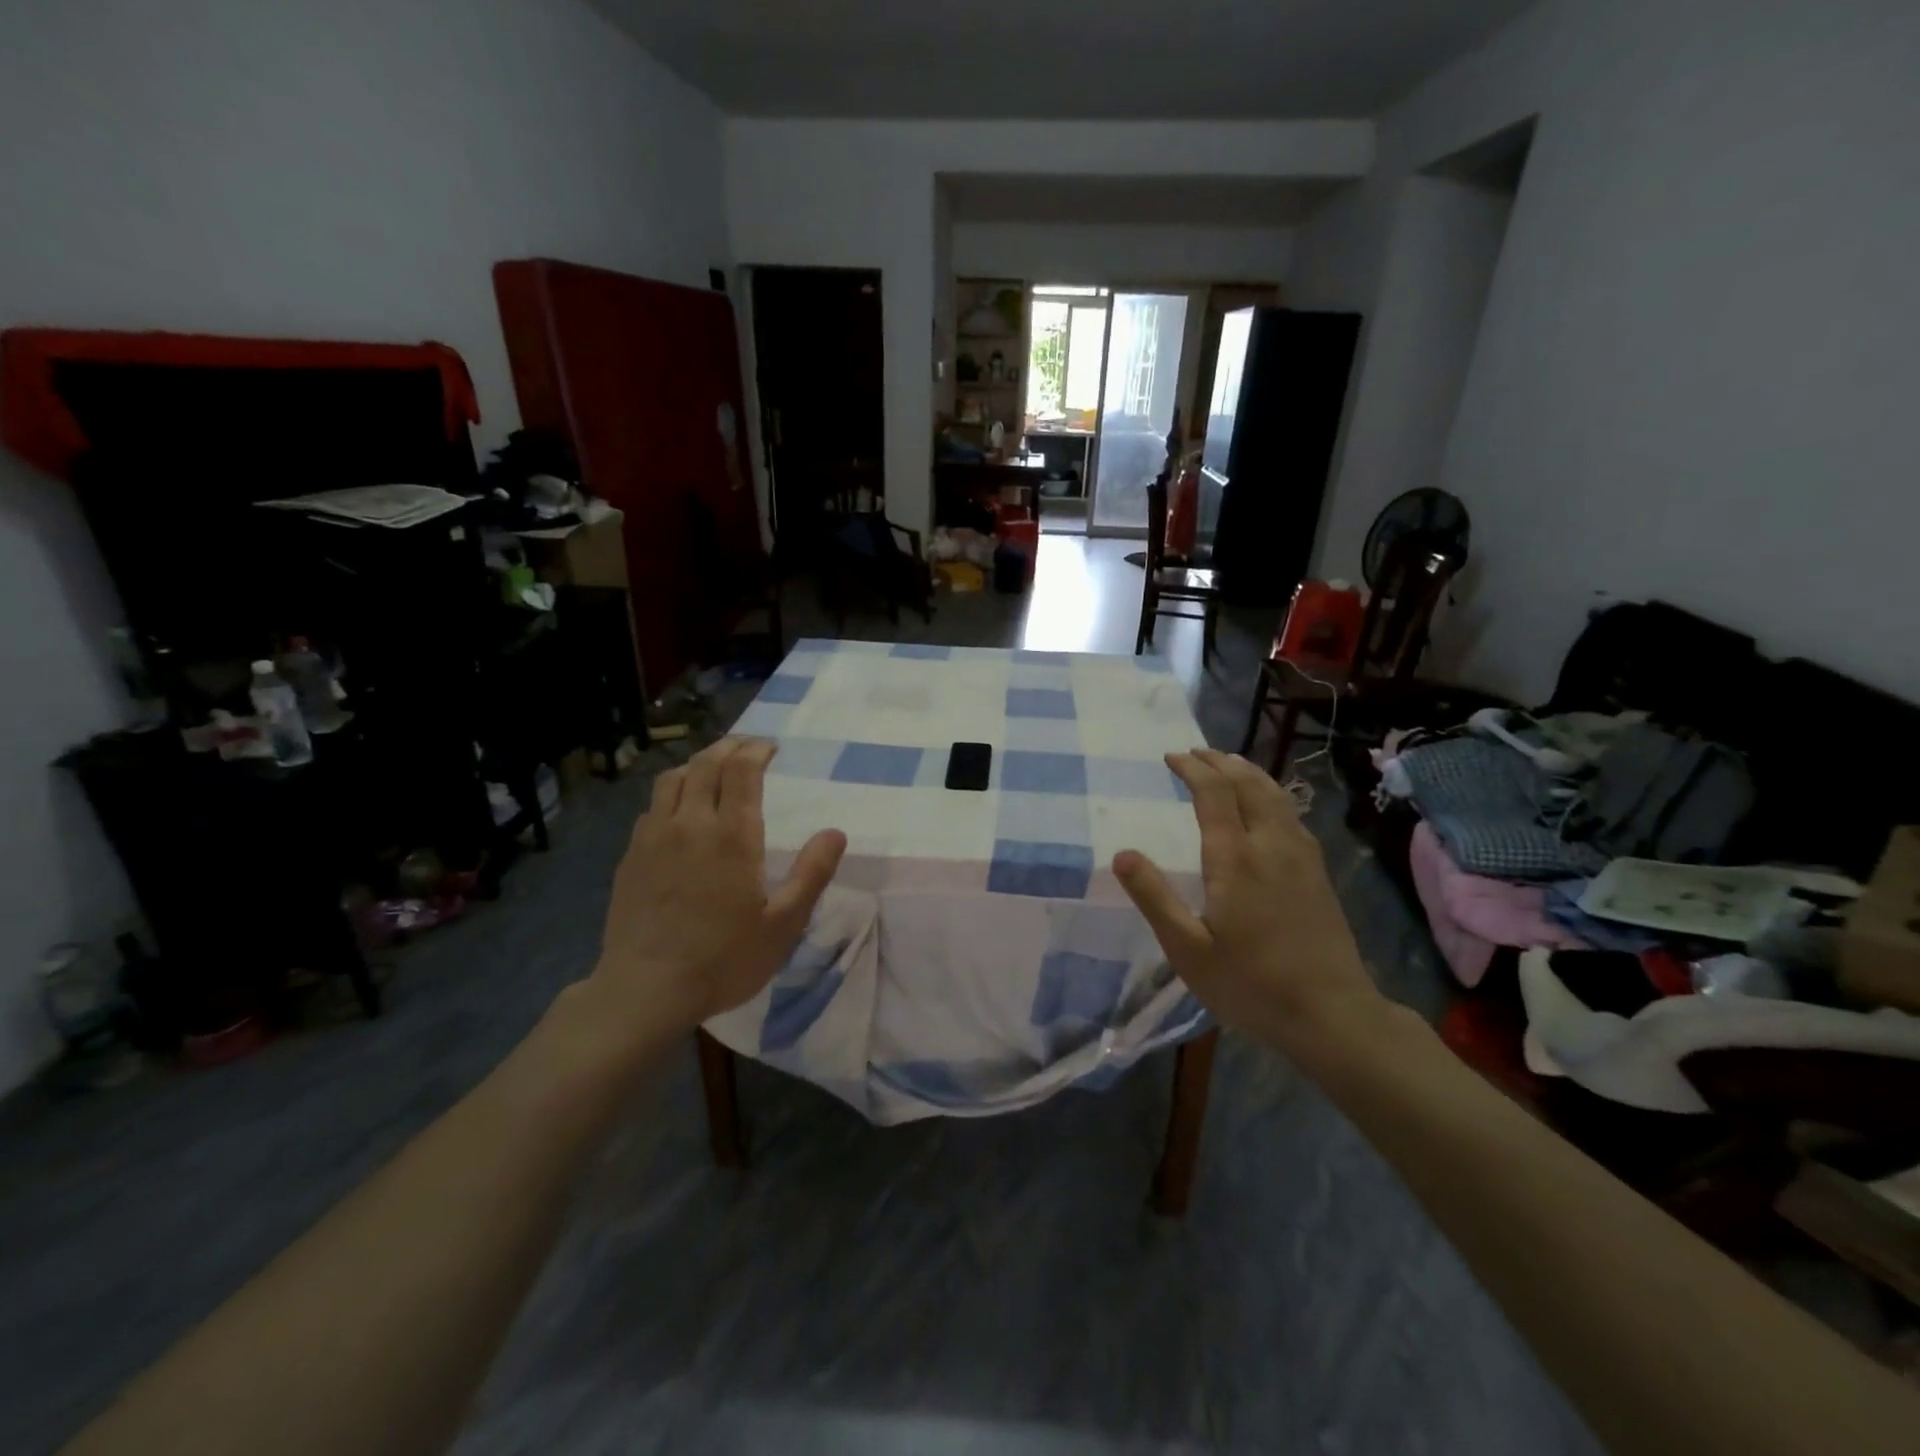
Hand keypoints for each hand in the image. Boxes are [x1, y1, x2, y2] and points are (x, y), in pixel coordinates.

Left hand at [587, 737, 846, 1036]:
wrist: (645, 990)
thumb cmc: (723, 959)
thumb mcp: (783, 924)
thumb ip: (812, 874)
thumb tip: (836, 833)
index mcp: (732, 835)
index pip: (742, 770)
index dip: (756, 750)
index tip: (770, 748)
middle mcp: (690, 823)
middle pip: (705, 764)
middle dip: (729, 747)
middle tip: (746, 747)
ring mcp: (653, 838)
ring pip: (672, 779)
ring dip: (697, 765)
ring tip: (712, 769)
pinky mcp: (630, 857)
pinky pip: (652, 807)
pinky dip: (672, 794)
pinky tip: (678, 812)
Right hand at [1112, 749, 1382, 1055]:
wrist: (1332, 1014)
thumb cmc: (1251, 983)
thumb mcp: (1188, 949)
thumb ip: (1154, 899)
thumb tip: (1121, 855)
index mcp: (1235, 858)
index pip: (1214, 793)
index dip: (1192, 769)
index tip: (1171, 757)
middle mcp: (1271, 845)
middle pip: (1249, 784)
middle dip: (1220, 761)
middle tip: (1195, 753)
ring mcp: (1301, 857)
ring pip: (1276, 795)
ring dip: (1248, 772)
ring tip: (1228, 765)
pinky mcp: (1318, 873)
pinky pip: (1291, 814)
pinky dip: (1270, 794)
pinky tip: (1266, 807)